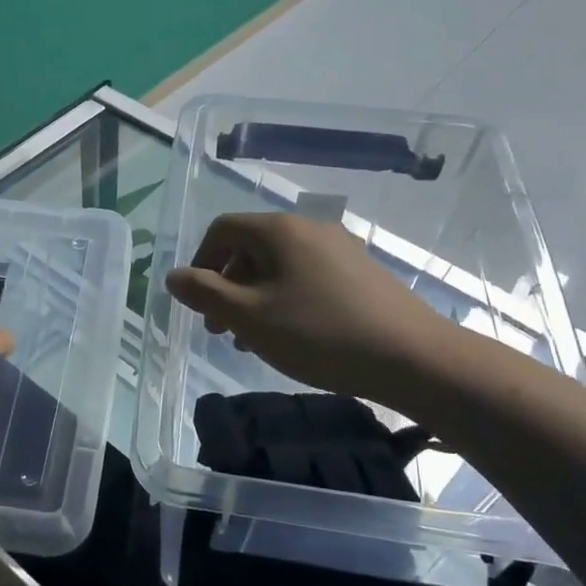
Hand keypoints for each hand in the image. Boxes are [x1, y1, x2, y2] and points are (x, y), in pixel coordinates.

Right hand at [163, 212, 453, 400]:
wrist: (412, 357)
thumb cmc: (320, 334)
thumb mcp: (250, 318)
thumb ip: (205, 294)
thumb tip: (173, 276)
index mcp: (279, 230)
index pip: (223, 229)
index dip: (201, 263)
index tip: (200, 304)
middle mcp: (309, 228)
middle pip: (251, 246)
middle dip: (227, 284)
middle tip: (221, 329)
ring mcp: (339, 248)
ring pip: (279, 265)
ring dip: (255, 296)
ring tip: (252, 339)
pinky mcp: (361, 272)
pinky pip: (306, 275)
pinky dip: (285, 298)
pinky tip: (291, 335)